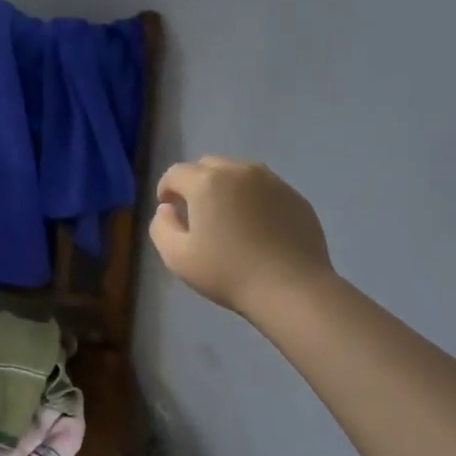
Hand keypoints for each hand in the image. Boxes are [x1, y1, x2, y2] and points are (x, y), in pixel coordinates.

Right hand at [151, 156, 332, 313]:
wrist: (292, 290)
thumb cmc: (228, 273)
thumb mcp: (176, 257)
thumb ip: (161, 226)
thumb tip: (168, 209)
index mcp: (206, 182)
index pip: (176, 173)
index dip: (166, 189)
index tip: (169, 210)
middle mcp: (239, 172)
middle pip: (207, 165)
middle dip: (196, 183)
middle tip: (197, 213)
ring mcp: (272, 182)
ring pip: (238, 173)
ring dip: (226, 187)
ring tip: (228, 217)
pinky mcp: (295, 197)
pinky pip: (265, 188)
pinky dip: (253, 198)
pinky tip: (257, 227)